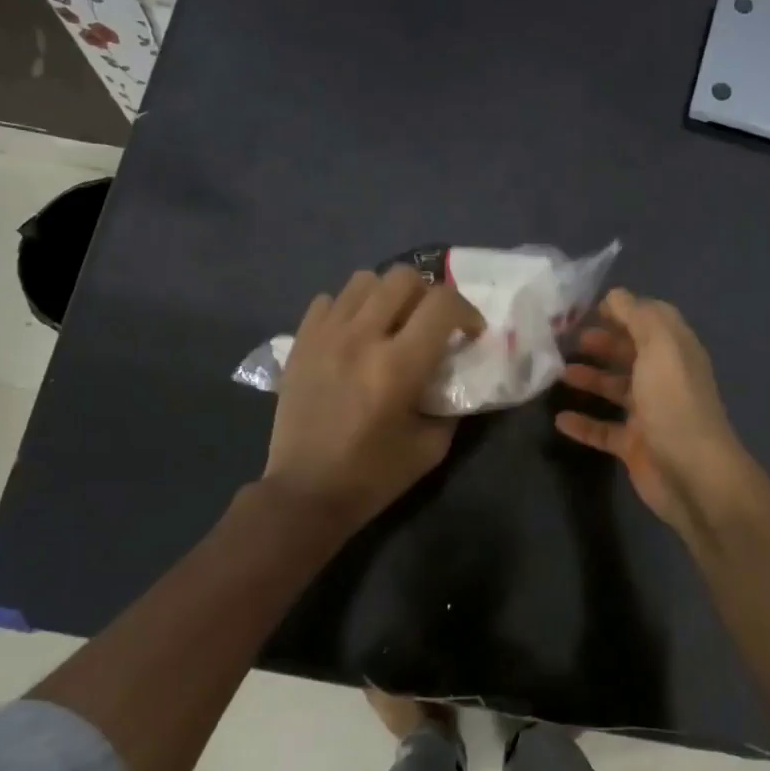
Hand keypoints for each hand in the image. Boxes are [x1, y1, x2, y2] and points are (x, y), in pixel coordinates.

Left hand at [263, 266, 485, 536]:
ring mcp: (325, 336)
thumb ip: (451, 403)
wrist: (304, 493)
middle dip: (428, 295)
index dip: (467, 311)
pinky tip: (353, 336)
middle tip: (430, 324)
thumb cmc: (372, 476)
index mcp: (397, 366)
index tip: (469, 333)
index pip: (443, 304)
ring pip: (364, 280)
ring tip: (390, 324)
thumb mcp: (431, 447)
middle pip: (403, 277)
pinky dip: (348, 309)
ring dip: (387, 296)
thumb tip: (456, 372)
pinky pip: (328, 300)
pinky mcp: (300, 342)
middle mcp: (361, 338)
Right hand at [556, 288, 750, 534]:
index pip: (650, 320)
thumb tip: (616, 295)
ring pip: (615, 390)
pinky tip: (560, 419)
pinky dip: (583, 423)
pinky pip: (603, 430)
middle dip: (602, 343)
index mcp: (675, 352)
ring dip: (589, 379)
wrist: (693, 474)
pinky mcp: (635, 445)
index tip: (589, 309)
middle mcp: (664, 379)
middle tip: (567, 340)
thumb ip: (638, 316)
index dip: (623, 311)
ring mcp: (649, 414)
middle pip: (630, 353)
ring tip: (558, 374)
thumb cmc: (674, 402)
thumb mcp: (659, 346)